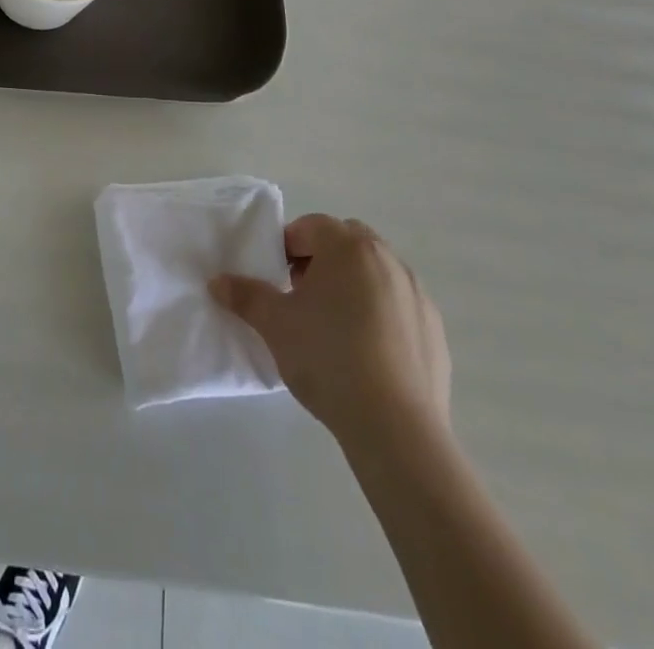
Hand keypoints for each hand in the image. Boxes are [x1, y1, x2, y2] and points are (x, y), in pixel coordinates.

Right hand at [211, 214, 449, 452]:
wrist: (395, 427)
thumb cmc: (327, 357)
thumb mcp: (274, 324)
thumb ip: (245, 295)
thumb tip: (218, 282)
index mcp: (348, 247)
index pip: (311, 226)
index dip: (288, 246)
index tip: (277, 277)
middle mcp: (387, 259)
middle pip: (348, 242)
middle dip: (323, 259)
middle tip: (302, 295)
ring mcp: (417, 294)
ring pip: (376, 273)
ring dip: (353, 284)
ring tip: (333, 326)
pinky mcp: (435, 330)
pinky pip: (399, 306)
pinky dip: (380, 314)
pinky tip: (365, 353)